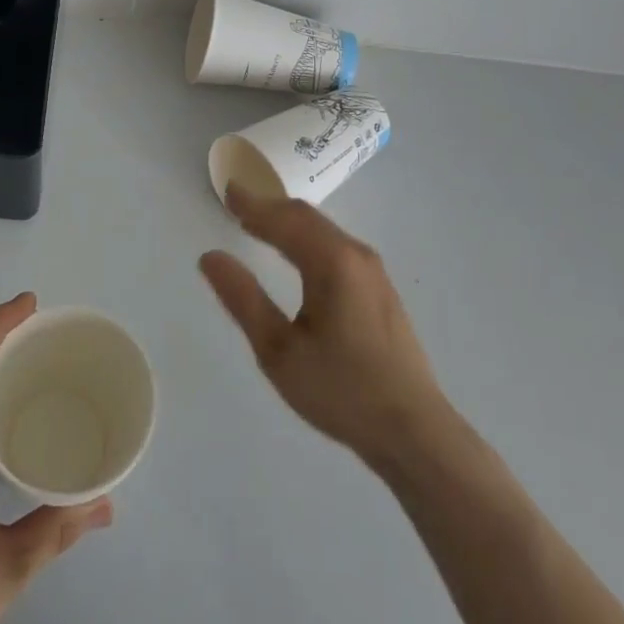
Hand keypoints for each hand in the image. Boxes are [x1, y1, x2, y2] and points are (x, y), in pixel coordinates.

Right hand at [200, 186, 449, 472]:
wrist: (414, 432)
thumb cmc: (341, 390)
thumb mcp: (280, 351)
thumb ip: (244, 299)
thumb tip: (210, 257)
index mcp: (332, 262)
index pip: (284, 219)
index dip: (252, 204)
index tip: (227, 191)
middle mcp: (356, 255)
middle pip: (306, 217)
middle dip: (269, 208)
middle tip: (236, 204)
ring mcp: (374, 272)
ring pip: (324, 231)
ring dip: (288, 223)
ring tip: (257, 225)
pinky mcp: (380, 290)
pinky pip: (336, 247)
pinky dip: (307, 238)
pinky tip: (295, 255)